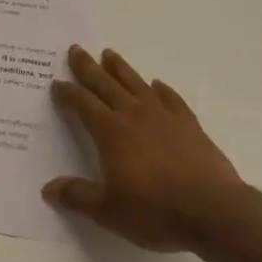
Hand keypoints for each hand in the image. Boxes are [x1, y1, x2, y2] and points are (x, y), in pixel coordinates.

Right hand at [45, 46, 245, 252]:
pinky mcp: (189, 124)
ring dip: (120, 68)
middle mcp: (134, 115)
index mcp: (111, 132)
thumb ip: (78, 196)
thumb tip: (48, 188)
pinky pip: (171, 98)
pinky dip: (161, 89)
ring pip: (136, 83)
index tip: (57, 83)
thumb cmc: (155, 211)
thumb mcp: (109, 211)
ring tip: (109, 54)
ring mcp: (164, 116)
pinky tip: (157, 85)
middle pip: (106, 85)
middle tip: (76, 49)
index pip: (83, 105)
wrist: (212, 210)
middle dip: (88, 68)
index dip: (68, 93)